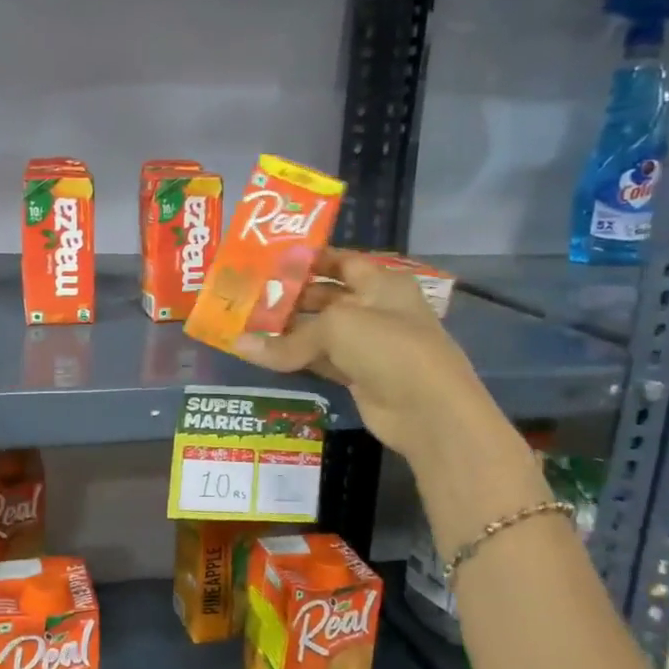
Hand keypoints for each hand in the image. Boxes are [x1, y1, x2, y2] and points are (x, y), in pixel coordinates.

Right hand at [228, 248, 491, 459]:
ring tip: (246, 322)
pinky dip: (294, 357)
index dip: (309, 258)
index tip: (269, 259)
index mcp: (381, 283)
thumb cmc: (388, 347)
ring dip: (287, 329)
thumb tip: (239, 346)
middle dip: (290, 295)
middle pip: (326, 295)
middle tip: (248, 293)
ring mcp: (368, 345)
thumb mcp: (336, 328)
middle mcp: (375, 308)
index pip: (341, 260)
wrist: (429, 410)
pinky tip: (263, 355)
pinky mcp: (358, 375)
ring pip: (320, 331)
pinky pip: (319, 360)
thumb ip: (286, 338)